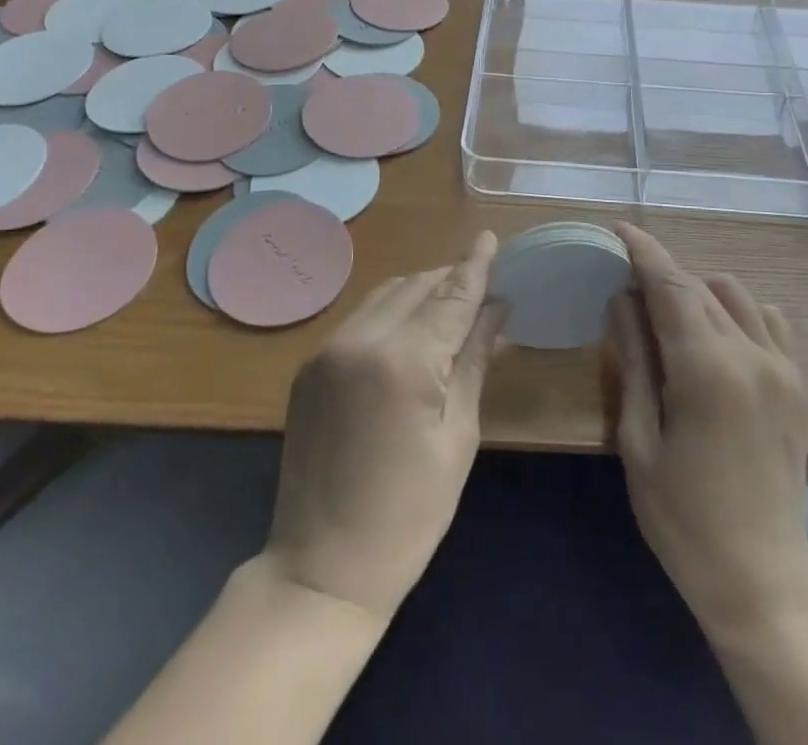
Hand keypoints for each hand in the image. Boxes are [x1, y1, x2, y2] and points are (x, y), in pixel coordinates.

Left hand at [260, 233, 507, 621]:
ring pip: (386, 295)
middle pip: (417, 286)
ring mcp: (328, 349)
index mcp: (404, 360)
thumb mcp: (458, 436)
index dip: (475, 266)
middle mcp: (361, 339)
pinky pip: (360, 318)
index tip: (492, 237)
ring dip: (420, 291)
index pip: (451, 296)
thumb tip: (497, 310)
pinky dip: (391, 311)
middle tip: (483, 287)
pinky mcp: (310, 365)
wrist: (320, 569)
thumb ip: (474, 361)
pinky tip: (410, 328)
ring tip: (451, 304)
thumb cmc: (410, 514)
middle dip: (451, 280)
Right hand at [604, 222, 807, 642]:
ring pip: (734, 294)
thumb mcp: (639, 440)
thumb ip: (633, 360)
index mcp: (706, 369)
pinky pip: (767, 319)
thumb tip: (622, 299)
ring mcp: (782, 366)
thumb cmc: (683, 518)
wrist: (762, 580)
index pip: (670, 285)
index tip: (619, 228)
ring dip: (697, 290)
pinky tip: (716, 336)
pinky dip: (737, 311)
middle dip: (661, 273)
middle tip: (627, 280)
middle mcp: (750, 354)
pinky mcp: (797, 383)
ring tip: (669, 315)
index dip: (643, 251)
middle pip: (698, 287)